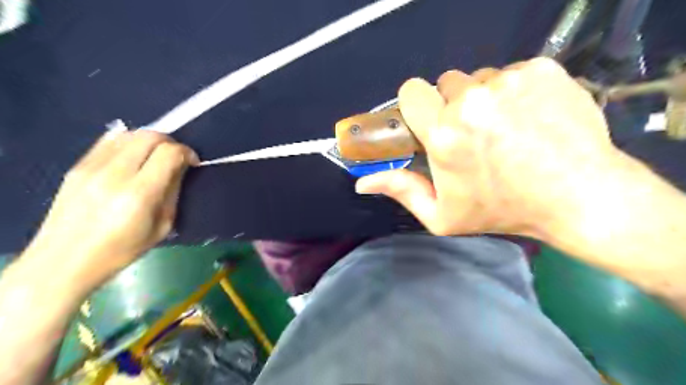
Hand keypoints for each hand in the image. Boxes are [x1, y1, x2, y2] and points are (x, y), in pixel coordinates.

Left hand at [25, 130, 195, 283]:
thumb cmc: (121, 251)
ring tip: (155, 156)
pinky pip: (109, 141)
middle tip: (176, 157)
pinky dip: (129, 143)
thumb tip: (180, 168)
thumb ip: (172, 192)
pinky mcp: (77, 166)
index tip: (192, 162)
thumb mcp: (161, 227)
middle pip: (149, 136)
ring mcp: (91, 167)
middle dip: (170, 142)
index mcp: (139, 194)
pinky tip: (134, 157)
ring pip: (129, 134)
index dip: (186, 152)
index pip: (168, 153)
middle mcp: (114, 174)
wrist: (62, 262)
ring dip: (150, 140)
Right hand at [354, 58, 622, 237]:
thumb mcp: (443, 214)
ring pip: (480, 78)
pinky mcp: (541, 70)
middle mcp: (471, 100)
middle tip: (473, 132)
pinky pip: (512, 72)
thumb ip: (401, 190)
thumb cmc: (503, 210)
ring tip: (505, 127)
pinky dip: (515, 91)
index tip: (430, 121)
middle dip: (452, 104)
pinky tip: (530, 116)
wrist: (579, 196)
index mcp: (443, 134)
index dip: (418, 105)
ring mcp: (509, 81)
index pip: (411, 91)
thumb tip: (361, 183)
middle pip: (447, 83)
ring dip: (484, 98)